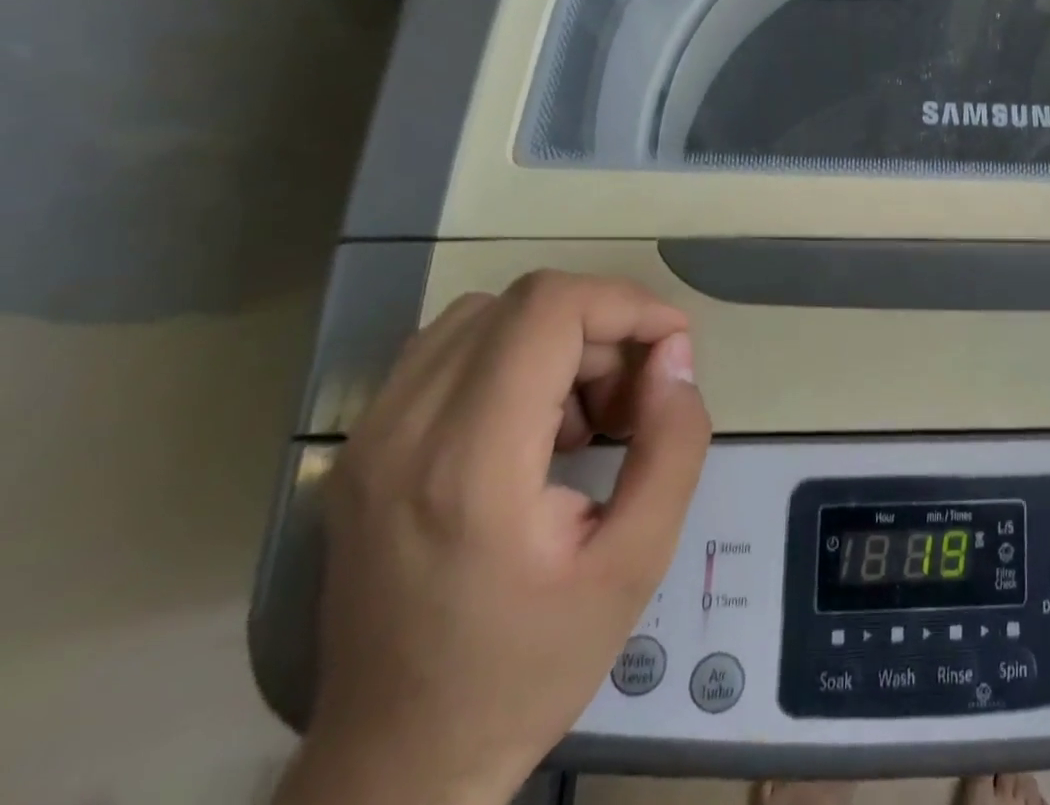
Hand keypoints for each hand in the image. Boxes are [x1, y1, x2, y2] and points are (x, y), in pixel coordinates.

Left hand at [275, 272, 712, 804]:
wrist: (395, 768)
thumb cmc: (526, 667)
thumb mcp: (636, 561)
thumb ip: (673, 444)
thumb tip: (675, 355)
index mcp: (470, 464)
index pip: (549, 309)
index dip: (626, 305)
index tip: (673, 347)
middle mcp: (404, 431)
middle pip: (523, 302)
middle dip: (602, 326)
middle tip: (636, 397)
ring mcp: (369, 438)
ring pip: (485, 315)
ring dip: (557, 340)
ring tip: (586, 415)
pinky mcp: (361, 449)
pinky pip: (449, 351)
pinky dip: (511, 356)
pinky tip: (534, 425)